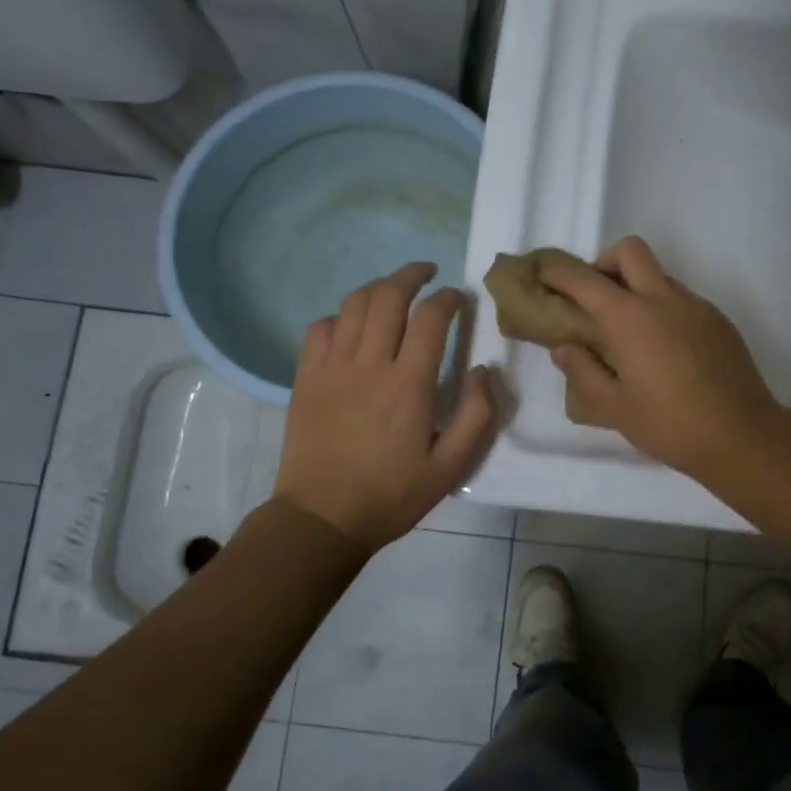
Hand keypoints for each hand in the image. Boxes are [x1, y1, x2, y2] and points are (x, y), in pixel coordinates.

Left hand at [275, 262, 498, 550]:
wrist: (322, 518)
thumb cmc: (391, 496)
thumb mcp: (450, 467)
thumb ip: (476, 416)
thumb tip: (484, 370)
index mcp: (408, 384)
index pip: (430, 318)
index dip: (448, 298)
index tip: (459, 297)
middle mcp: (369, 364)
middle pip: (388, 296)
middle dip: (411, 275)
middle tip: (428, 272)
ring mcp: (332, 368)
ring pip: (353, 305)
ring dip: (377, 288)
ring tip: (394, 290)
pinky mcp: (306, 378)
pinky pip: (320, 328)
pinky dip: (340, 316)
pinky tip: (351, 326)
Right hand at [538, 237, 782, 485]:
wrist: (742, 435)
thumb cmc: (670, 425)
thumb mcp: (615, 407)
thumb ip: (584, 372)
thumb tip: (564, 349)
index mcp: (631, 318)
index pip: (586, 281)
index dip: (560, 274)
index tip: (545, 276)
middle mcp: (664, 300)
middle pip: (631, 251)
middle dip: (605, 262)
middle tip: (595, 297)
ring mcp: (697, 306)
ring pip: (660, 275)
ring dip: (637, 287)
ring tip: (630, 332)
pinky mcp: (719, 321)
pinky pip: (683, 299)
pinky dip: (663, 308)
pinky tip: (664, 350)